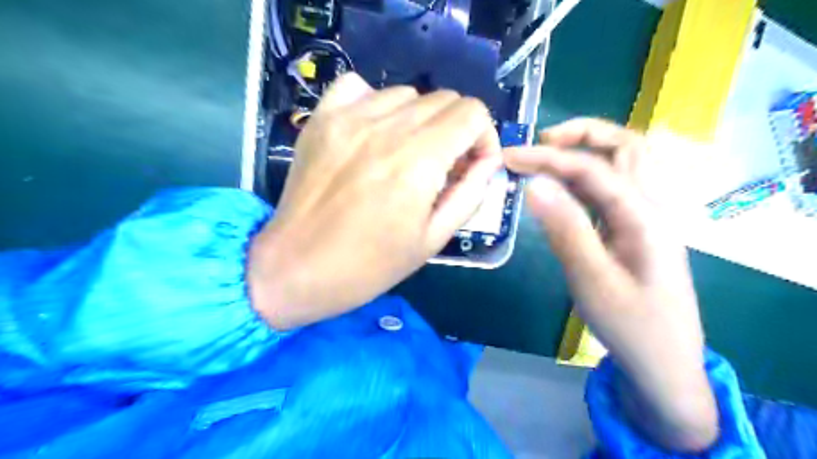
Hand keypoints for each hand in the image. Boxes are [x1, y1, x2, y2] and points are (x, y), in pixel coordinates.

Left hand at [250, 75, 504, 330]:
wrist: (296, 267)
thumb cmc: (369, 265)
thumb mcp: (432, 239)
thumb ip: (469, 193)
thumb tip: (486, 161)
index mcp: (418, 161)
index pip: (473, 113)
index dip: (483, 136)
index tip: (472, 164)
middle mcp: (386, 128)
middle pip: (444, 99)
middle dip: (456, 130)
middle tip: (442, 165)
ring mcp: (349, 118)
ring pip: (407, 94)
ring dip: (419, 120)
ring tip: (406, 154)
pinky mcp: (321, 118)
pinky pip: (360, 87)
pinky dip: (377, 103)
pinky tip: (373, 132)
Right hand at [504, 119, 716, 450]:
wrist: (664, 363)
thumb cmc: (630, 324)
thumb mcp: (592, 279)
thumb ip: (566, 228)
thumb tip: (535, 185)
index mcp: (643, 216)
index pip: (592, 168)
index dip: (547, 158)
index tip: (509, 157)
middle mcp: (650, 206)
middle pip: (626, 146)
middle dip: (584, 134)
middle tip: (542, 142)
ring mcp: (645, 218)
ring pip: (622, 165)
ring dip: (587, 151)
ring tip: (547, 159)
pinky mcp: (634, 230)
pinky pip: (613, 190)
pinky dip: (587, 178)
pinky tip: (562, 191)